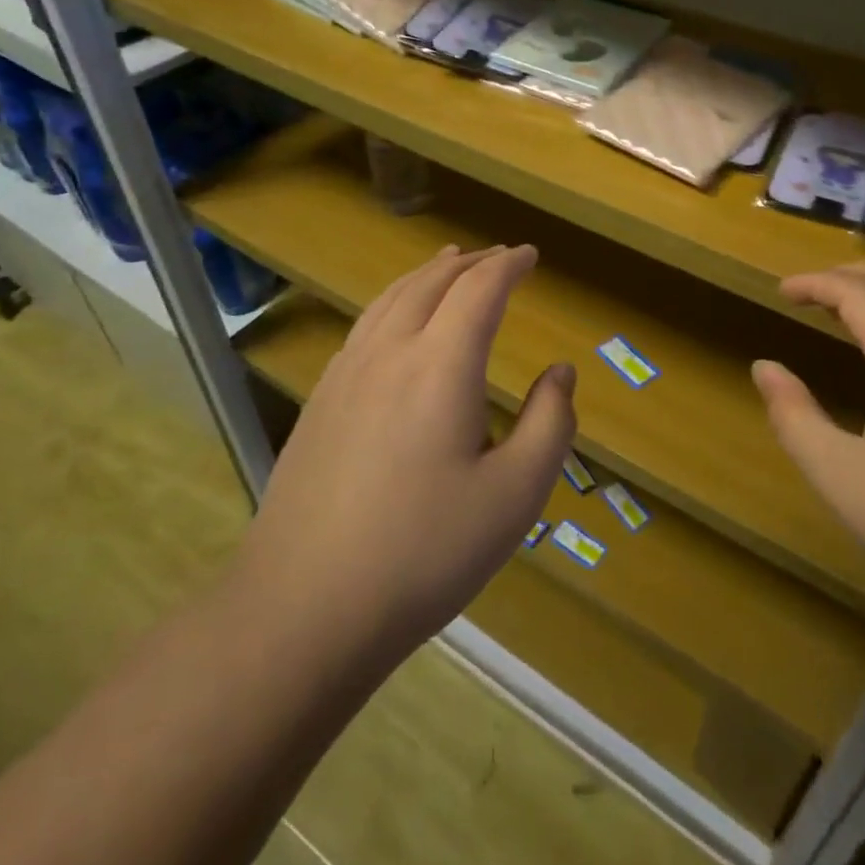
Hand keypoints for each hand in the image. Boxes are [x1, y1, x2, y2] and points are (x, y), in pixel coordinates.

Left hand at [238, 244, 575, 659]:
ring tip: (448, 263)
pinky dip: (393, 302)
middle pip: (431, 282)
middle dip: (470, 262)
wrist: (303, 608)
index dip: (508, 266)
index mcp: (441, 365)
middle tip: (499, 256)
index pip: (479, 289)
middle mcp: (389, 352)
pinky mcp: (319, 402)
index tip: (530, 255)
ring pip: (391, 299)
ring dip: (427, 274)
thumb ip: (551, 424)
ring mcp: (345, 375)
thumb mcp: (516, 496)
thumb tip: (561, 372)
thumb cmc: (424, 552)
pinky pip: (364, 326)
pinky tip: (395, 321)